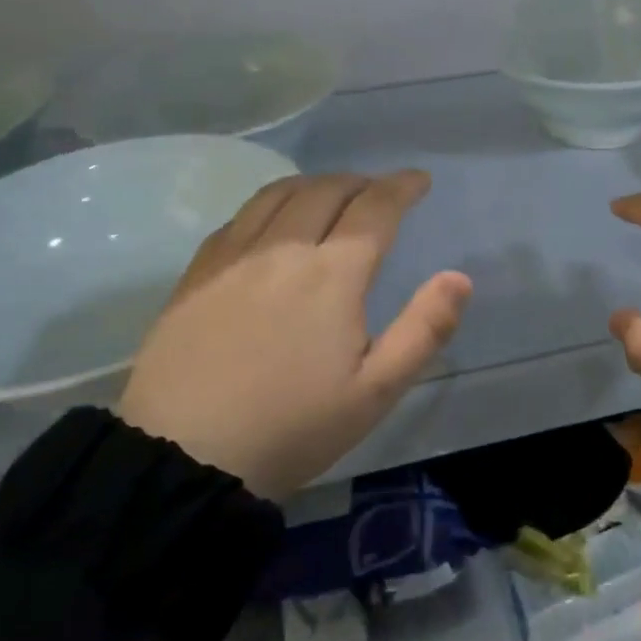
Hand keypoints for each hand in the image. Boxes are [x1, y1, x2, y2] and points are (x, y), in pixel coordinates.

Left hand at [119, 171, 471, 498]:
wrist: (181, 460)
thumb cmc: (291, 428)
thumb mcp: (375, 392)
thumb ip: (424, 330)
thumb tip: (459, 277)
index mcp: (331, 274)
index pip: (374, 208)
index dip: (401, 187)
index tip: (419, 179)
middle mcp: (283, 250)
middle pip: (327, 190)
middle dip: (361, 181)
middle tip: (379, 190)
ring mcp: (234, 259)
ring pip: (279, 195)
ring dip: (315, 183)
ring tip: (331, 192)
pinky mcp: (196, 276)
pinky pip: (239, 218)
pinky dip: (270, 204)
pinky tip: (272, 221)